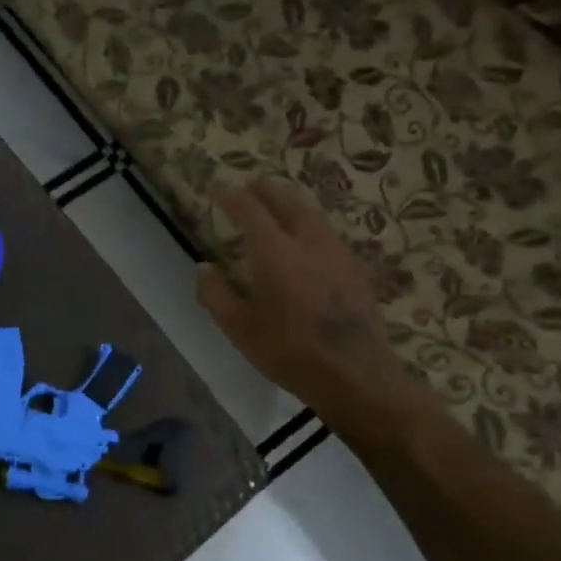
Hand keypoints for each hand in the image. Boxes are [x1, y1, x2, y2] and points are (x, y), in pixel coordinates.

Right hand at [197, 177, 422, 442]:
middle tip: (251, 186)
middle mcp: (308, 242)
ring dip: (291, 202)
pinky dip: (309, 222)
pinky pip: (326, 231)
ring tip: (278, 204)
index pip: (250, 210)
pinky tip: (306, 238)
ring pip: (312, 213)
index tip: (218, 187)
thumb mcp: (240, 329)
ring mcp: (337, 252)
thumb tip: (204, 267)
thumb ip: (216, 294)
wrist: (355, 374)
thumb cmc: (289, 352)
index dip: (231, 196)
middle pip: (287, 200)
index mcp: (275, 253)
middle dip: (266, 189)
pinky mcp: (355, 267)